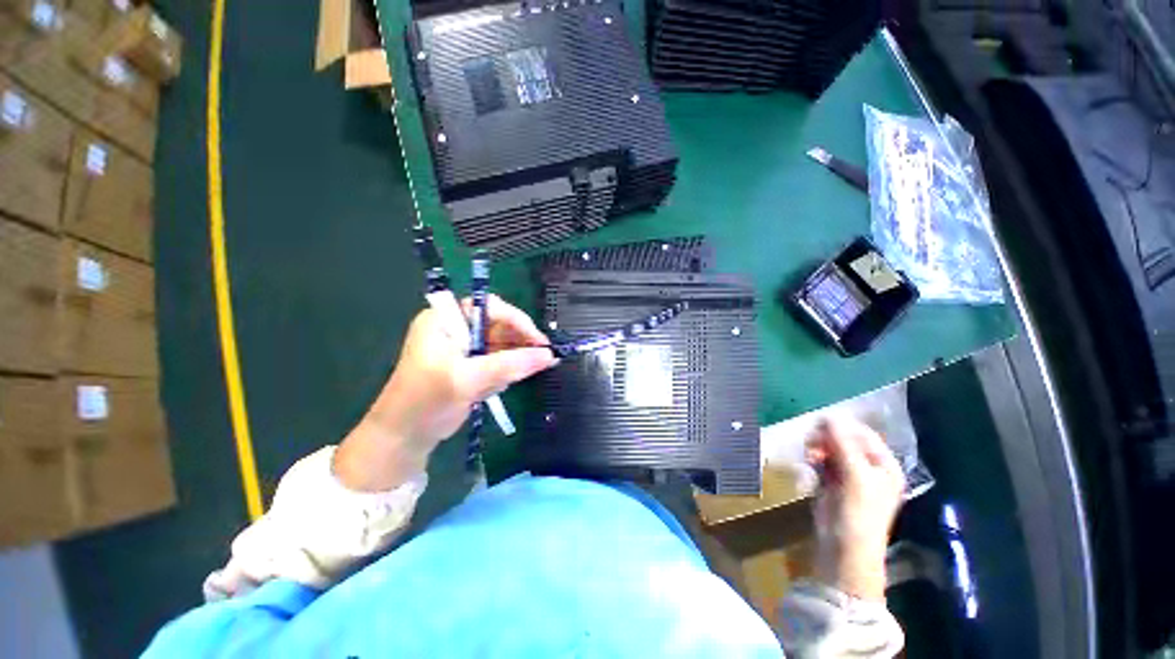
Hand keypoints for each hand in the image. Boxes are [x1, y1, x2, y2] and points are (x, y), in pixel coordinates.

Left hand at [334, 295, 557, 490]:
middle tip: (544, 358)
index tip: (539, 342)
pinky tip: (502, 385)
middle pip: (498, 325)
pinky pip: (497, 360)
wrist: (403, 438)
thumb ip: (509, 365)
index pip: (490, 308)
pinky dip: (506, 371)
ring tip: (526, 373)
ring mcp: (462, 347)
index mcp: (445, 319)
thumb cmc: (426, 402)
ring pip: (501, 343)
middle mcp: (455, 328)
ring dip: (515, 358)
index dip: (518, 321)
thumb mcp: (467, 380)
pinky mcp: (468, 365)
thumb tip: (549, 355)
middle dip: (519, 342)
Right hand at [807, 417, 904, 600]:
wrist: (844, 548)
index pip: (864, 435)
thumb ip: (842, 444)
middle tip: (811, 443)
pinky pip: (821, 462)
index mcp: (884, 465)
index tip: (819, 424)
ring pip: (830, 450)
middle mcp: (868, 468)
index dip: (842, 427)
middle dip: (826, 439)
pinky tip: (808, 466)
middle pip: (844, 441)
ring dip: (817, 449)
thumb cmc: (858, 513)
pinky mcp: (832, 483)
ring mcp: (849, 476)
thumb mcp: (855, 475)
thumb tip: (829, 416)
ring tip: (808, 456)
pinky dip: (813, 461)